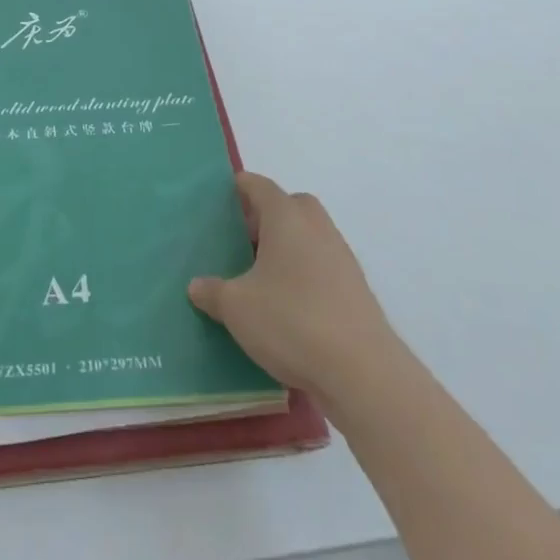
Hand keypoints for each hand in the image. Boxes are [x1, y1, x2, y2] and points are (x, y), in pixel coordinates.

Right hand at [188, 172, 396, 399]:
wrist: (363, 373)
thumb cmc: (291, 321)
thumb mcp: (236, 307)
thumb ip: (212, 292)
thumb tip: (197, 286)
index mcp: (286, 217)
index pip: (259, 186)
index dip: (239, 187)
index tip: (220, 198)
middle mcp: (317, 227)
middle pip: (290, 206)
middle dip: (266, 216)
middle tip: (240, 239)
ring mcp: (342, 258)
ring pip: (309, 236)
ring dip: (287, 246)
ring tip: (259, 276)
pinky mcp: (356, 289)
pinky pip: (322, 265)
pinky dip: (303, 273)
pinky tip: (286, 304)